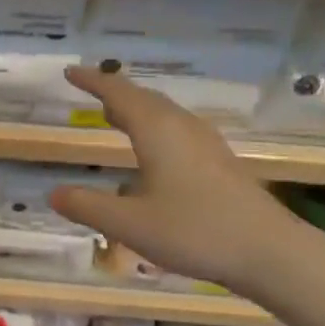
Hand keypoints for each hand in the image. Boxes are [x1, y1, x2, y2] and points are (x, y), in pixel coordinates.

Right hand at [48, 67, 309, 294]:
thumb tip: (54, 193)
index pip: (119, 95)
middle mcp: (183, 129)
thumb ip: (87, 206)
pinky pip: (179, 131)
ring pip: (166, 114)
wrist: (270, 253)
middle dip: (116, 92)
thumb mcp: (128, 224)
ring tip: (115, 115)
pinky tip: (154, 152)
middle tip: (91, 90)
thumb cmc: (194, 231)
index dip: (93, 82)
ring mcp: (207, 146)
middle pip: (146, 99)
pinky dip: (155, 128)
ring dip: (138, 109)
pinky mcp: (221, 164)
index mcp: (158, 132)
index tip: (71, 72)